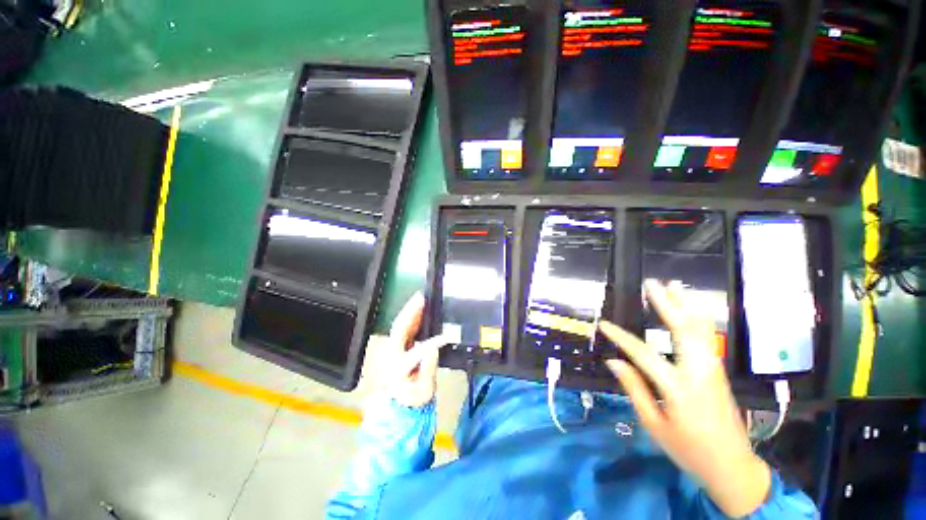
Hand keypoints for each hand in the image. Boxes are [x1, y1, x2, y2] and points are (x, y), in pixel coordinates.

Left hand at [380, 292, 446, 407]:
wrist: (399, 405)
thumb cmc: (412, 399)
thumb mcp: (424, 390)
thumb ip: (428, 369)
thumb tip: (434, 348)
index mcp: (397, 368)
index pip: (415, 351)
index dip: (431, 343)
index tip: (445, 338)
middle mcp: (391, 356)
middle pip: (400, 329)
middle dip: (411, 312)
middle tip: (422, 298)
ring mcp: (391, 350)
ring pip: (400, 326)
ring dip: (411, 312)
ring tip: (421, 300)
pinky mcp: (395, 348)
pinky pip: (402, 328)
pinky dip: (411, 317)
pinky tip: (419, 312)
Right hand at [601, 281, 770, 517]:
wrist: (733, 467)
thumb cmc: (689, 450)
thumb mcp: (654, 425)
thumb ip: (635, 389)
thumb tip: (614, 360)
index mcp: (678, 388)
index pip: (643, 354)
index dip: (621, 337)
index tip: (604, 324)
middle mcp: (699, 372)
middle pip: (683, 330)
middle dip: (667, 304)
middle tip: (652, 283)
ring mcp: (712, 370)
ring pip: (700, 330)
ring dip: (686, 305)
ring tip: (674, 285)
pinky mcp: (718, 372)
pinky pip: (706, 338)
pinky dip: (697, 318)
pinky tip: (690, 310)